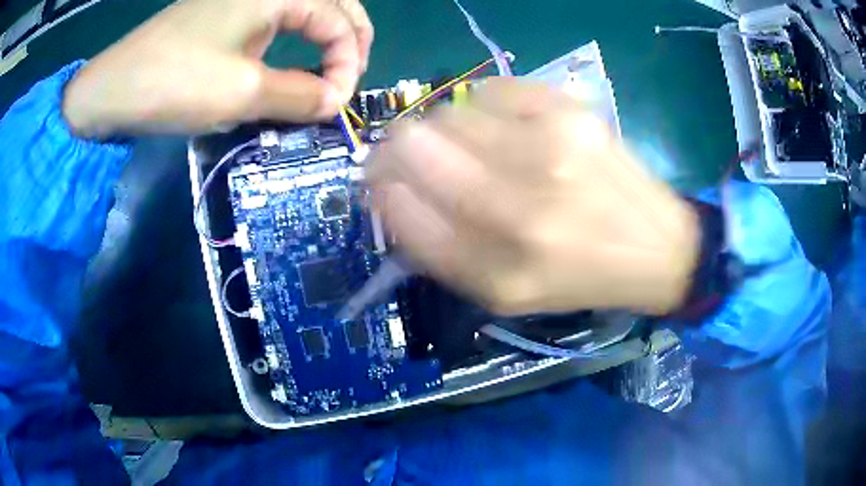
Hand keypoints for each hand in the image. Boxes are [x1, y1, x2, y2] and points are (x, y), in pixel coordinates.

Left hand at [63, 0, 373, 137]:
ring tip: (331, 68)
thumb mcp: (243, 94)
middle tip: (349, 77)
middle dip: (350, 40)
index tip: (337, 105)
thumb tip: (335, 102)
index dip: (348, 64)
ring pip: (307, 8)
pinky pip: (278, 17)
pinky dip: (296, 37)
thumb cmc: (176, 83)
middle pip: (334, 4)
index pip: (339, 22)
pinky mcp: (226, 11)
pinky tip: (293, 58)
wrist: (112, 88)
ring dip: (326, 36)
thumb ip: (300, 96)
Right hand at [369, 79, 698, 315]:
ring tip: (471, 145)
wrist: (655, 247)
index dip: (380, 184)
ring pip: (450, 112)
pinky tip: (506, 127)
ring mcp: (549, 150)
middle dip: (398, 146)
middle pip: (415, 143)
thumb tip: (392, 190)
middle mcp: (519, 210)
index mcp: (494, 270)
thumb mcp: (501, 293)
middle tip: (410, 151)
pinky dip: (485, 107)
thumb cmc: (576, 276)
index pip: (398, 204)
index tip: (381, 180)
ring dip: (445, 127)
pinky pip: (492, 89)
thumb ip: (438, 250)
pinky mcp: (572, 112)